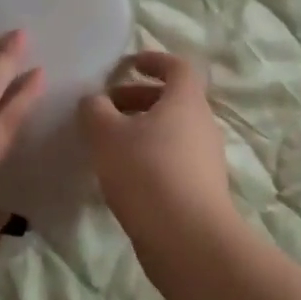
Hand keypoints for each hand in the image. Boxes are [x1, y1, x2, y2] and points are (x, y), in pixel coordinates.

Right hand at [79, 52, 235, 246]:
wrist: (187, 238)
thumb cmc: (146, 172)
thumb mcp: (107, 135)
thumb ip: (95, 110)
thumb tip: (94, 100)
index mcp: (186, 101)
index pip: (178, 67)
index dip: (154, 60)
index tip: (128, 64)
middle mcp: (202, 125)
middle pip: (172, 100)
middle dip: (137, 98)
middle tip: (105, 108)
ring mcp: (205, 159)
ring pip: (171, 132)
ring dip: (141, 130)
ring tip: (107, 145)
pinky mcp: (201, 189)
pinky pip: (173, 160)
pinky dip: (149, 157)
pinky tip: (122, 177)